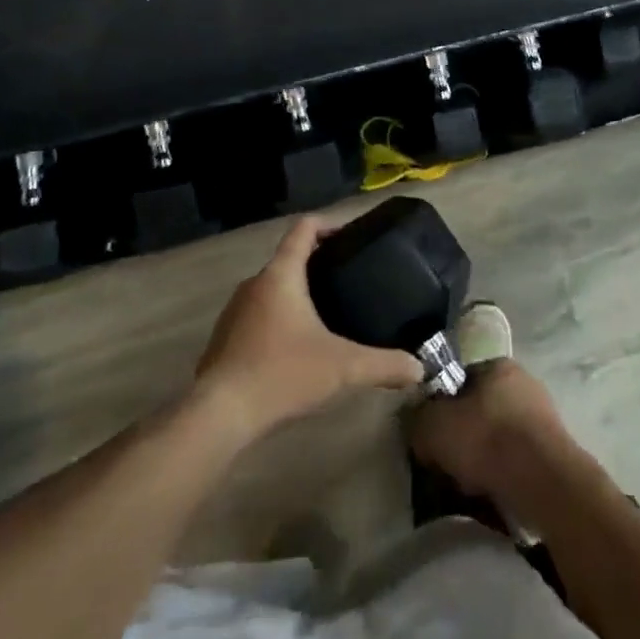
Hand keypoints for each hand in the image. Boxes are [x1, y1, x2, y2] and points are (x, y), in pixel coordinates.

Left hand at [194, 216, 423, 441]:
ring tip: (326, 314)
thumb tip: (420, 369)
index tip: (351, 235)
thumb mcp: (342, 368)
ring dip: (296, 294)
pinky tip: (294, 348)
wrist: (219, 415)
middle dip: (317, 264)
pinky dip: (277, 319)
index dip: (329, 223)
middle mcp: (254, 283)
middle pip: (288, 258)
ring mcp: (234, 311)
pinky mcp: (224, 339)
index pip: (304, 228)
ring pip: (271, 288)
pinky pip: (256, 315)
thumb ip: (384, 365)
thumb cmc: (282, 374)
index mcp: (281, 274)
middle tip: (348, 280)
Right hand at [409, 358, 588, 517]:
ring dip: (484, 459)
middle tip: (446, 463)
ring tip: (467, 487)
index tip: (431, 433)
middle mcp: (523, 383)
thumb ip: (418, 418)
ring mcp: (543, 418)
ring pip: (499, 438)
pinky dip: (504, 476)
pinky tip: (492, 496)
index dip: (441, 405)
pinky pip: (518, 462)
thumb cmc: (487, 441)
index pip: (460, 378)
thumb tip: (415, 421)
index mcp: (497, 365)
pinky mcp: (555, 453)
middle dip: (463, 435)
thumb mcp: (434, 426)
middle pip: (480, 409)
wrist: (545, 485)